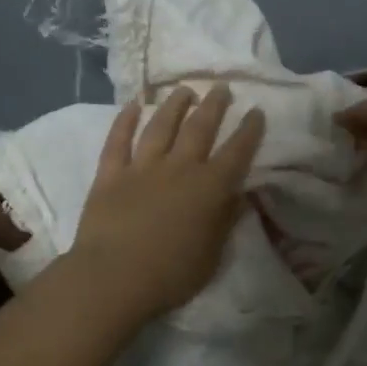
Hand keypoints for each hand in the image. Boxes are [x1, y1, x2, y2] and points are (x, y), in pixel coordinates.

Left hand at [67, 84, 266, 323]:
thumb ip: (226, 220)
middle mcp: (179, 168)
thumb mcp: (212, 255)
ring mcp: (142, 167)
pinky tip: (133, 105)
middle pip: (200, 128)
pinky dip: (125, 121)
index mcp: (209, 188)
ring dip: (174, 105)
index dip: (249, 130)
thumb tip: (241, 195)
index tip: (256, 110)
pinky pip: (118, 141)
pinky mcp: (110, 175)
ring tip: (184, 90)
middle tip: (221, 87)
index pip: (236, 152)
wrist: (113, 278)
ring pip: (161, 126)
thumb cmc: (171, 275)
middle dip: (214, 105)